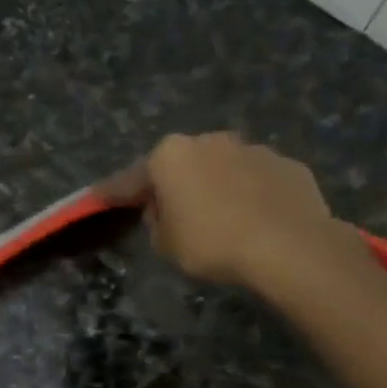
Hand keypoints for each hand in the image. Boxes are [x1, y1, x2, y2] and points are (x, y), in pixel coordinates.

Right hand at [96, 132, 366, 289]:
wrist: (289, 246)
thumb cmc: (212, 243)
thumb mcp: (165, 243)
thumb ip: (157, 221)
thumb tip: (166, 210)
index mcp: (170, 156)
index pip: (130, 179)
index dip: (113, 193)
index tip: (97, 198)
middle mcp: (209, 141)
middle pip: (181, 165)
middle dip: (173, 185)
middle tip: (169, 214)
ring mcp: (253, 149)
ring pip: (222, 169)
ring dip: (214, 187)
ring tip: (219, 220)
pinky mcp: (288, 165)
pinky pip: (256, 181)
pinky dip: (249, 195)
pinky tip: (254, 221)